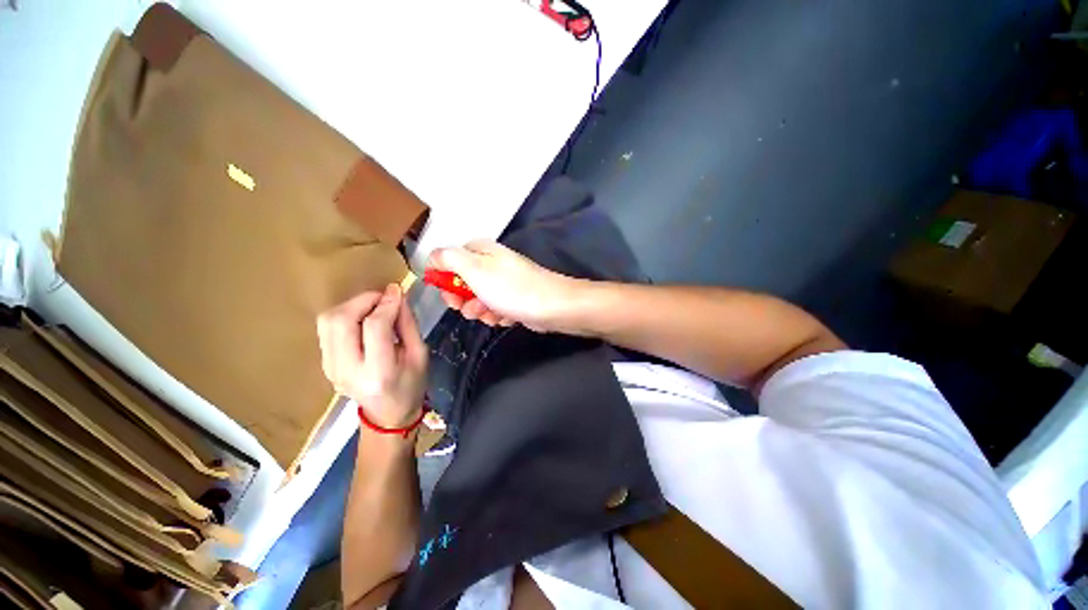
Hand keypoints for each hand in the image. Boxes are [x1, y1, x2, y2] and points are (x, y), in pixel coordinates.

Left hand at [316, 284, 427, 428]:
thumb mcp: (419, 354)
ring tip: (373, 306)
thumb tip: (397, 296)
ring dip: (351, 306)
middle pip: (341, 321)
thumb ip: (407, 324)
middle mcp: (348, 370)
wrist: (388, 415)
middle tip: (383, 297)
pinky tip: (362, 319)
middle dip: (363, 301)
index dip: (385, 304)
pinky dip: (345, 316)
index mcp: (379, 372)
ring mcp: (330, 369)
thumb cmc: (411, 385)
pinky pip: (327, 330)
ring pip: (328, 322)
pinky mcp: (324, 364)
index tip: (396, 290)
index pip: (374, 327)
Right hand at [427, 240, 578, 331]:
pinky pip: (495, 309)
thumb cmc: (510, 287)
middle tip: (469, 307)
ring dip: (480, 310)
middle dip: (463, 298)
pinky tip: (505, 317)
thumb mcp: (473, 268)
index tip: (446, 292)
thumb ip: (448, 258)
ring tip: (491, 313)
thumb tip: (432, 256)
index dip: (445, 277)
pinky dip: (497, 315)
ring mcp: (505, 283)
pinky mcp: (515, 300)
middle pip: (464, 281)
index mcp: (481, 251)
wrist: (551, 306)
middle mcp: (493, 264)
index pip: (451, 259)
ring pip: (478, 299)